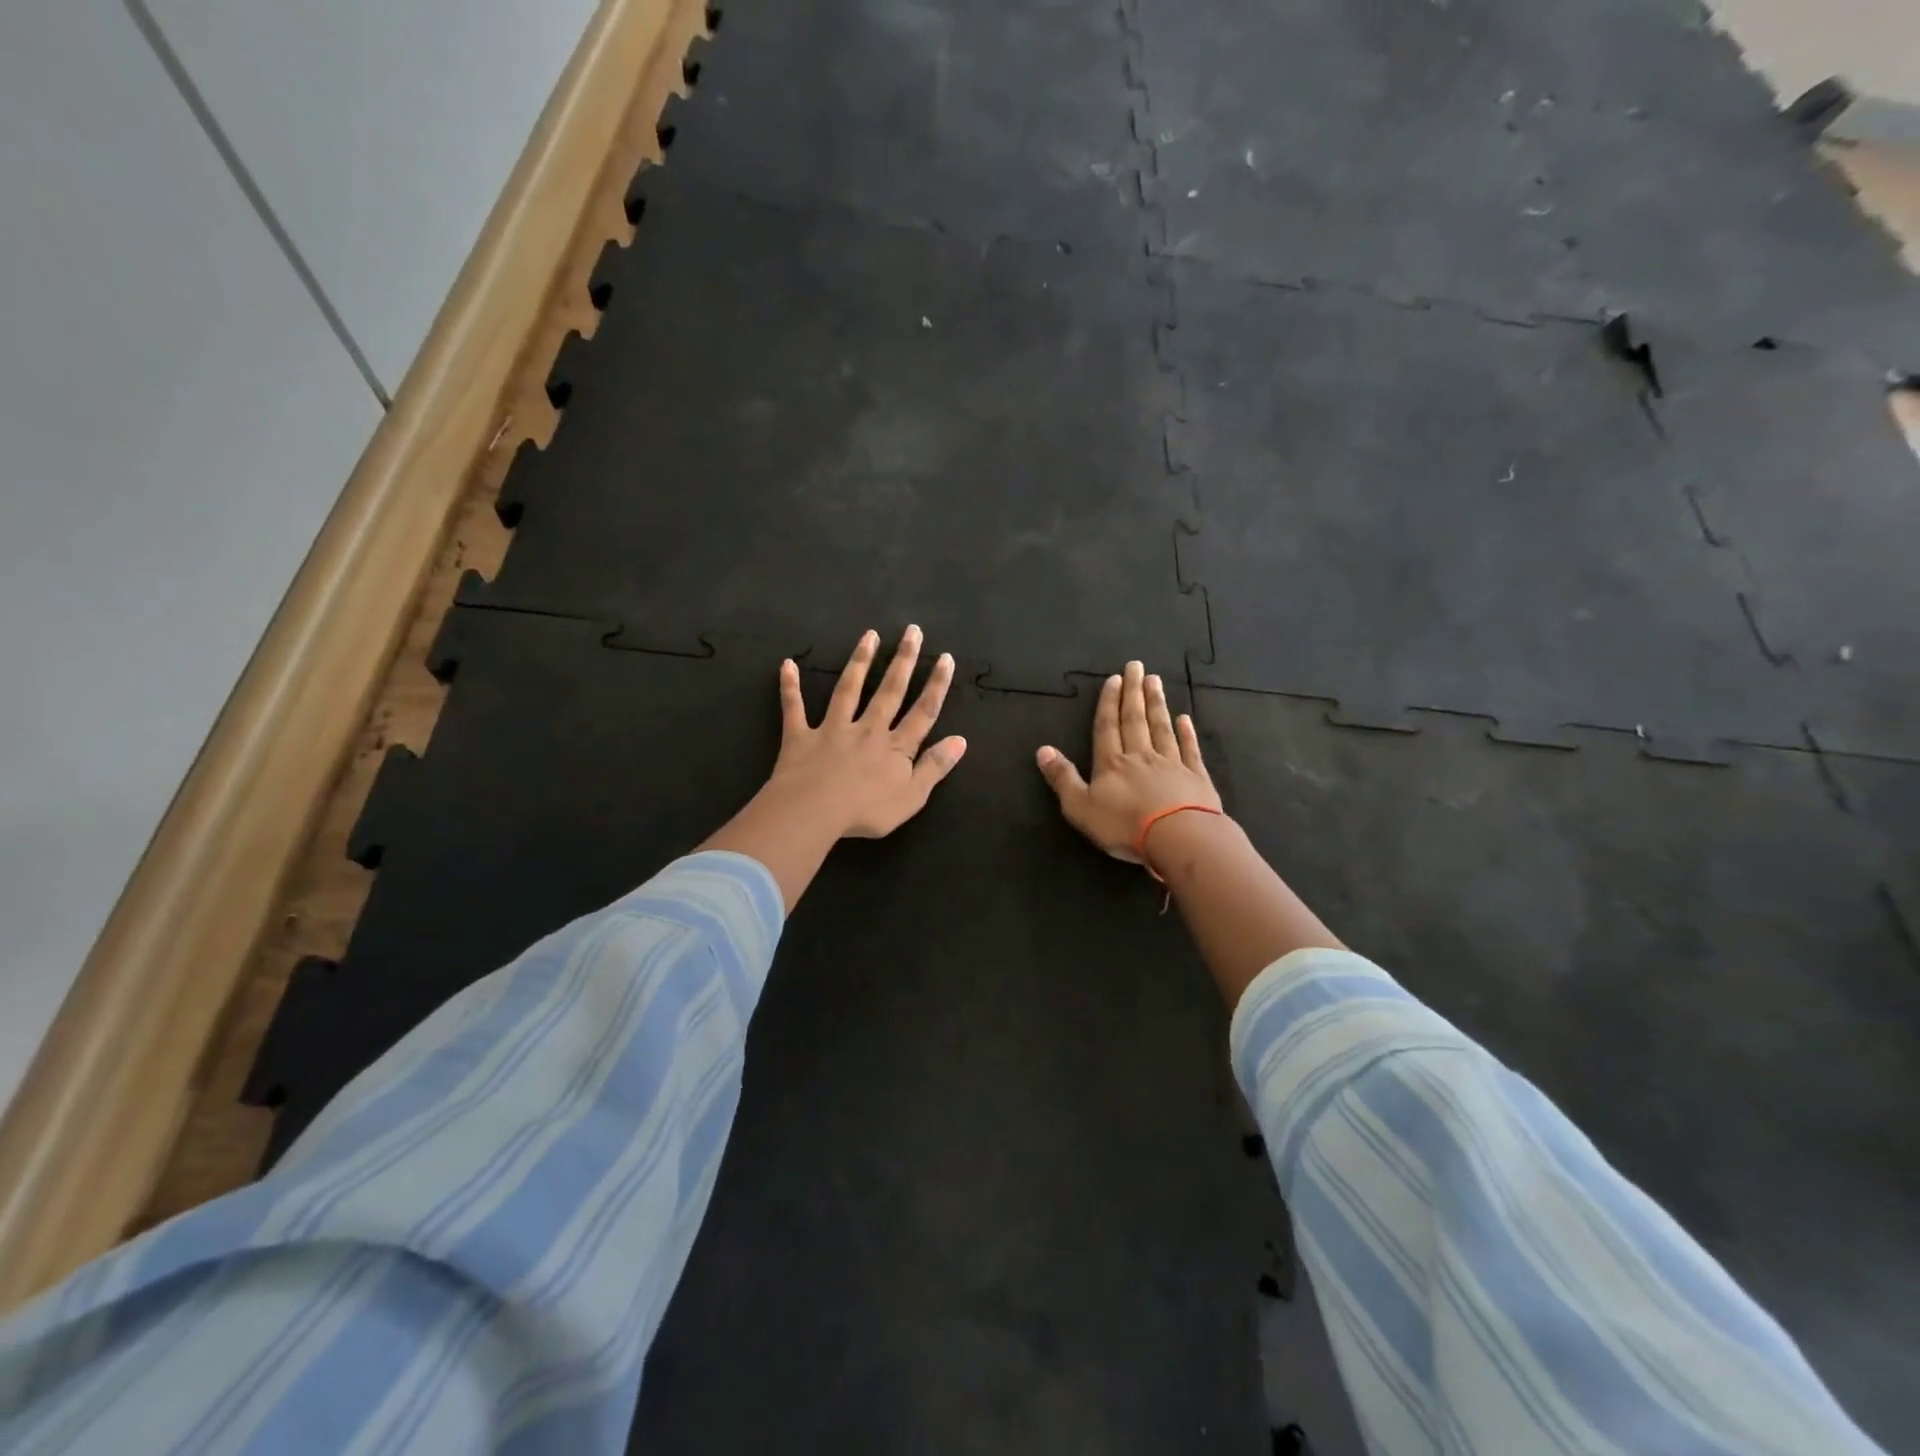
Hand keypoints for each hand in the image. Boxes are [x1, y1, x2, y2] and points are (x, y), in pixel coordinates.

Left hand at [766, 625, 967, 838]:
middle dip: (903, 660)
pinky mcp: (801, 736)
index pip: (923, 712)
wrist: (814, 812)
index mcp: (895, 747)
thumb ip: (935, 766)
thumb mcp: (912, 796)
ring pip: (849, 689)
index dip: (937, 685)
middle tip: (912, 631)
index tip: (945, 657)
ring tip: (869, 635)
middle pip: (890, 691)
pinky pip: (794, 708)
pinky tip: (788, 664)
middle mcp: (867, 729)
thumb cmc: (866, 811)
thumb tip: (961, 739)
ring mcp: (833, 729)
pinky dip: (790, 687)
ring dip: (860, 661)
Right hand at [1036, 660, 1219, 863]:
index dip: (1108, 703)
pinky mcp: (1196, 778)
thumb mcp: (1080, 807)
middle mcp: (1141, 757)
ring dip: (1157, 704)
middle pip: (1135, 720)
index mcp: (1111, 764)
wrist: (1179, 837)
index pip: (1107, 728)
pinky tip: (1185, 718)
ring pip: (1161, 728)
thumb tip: (1042, 749)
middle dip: (1133, 693)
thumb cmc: (1125, 825)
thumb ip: (1062, 778)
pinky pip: (1190, 750)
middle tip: (1136, 666)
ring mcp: (1172, 765)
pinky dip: (1187, 733)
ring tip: (1155, 681)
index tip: (1114, 679)